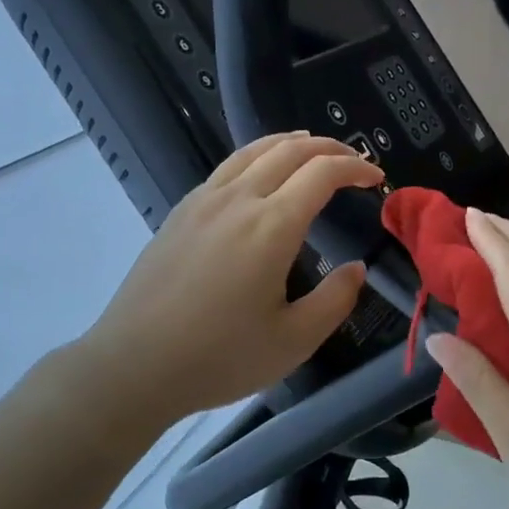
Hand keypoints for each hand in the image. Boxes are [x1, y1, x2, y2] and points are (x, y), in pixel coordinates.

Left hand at [71, 132, 383, 433]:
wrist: (133, 365)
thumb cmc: (219, 357)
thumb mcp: (293, 341)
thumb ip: (335, 300)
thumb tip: (356, 268)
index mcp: (272, 226)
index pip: (322, 173)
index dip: (355, 167)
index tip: (375, 177)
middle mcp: (238, 199)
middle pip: (290, 150)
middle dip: (329, 147)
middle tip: (353, 160)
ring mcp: (204, 201)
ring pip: (254, 150)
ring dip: (291, 143)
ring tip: (312, 150)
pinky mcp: (181, 211)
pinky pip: (228, 166)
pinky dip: (258, 156)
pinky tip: (260, 176)